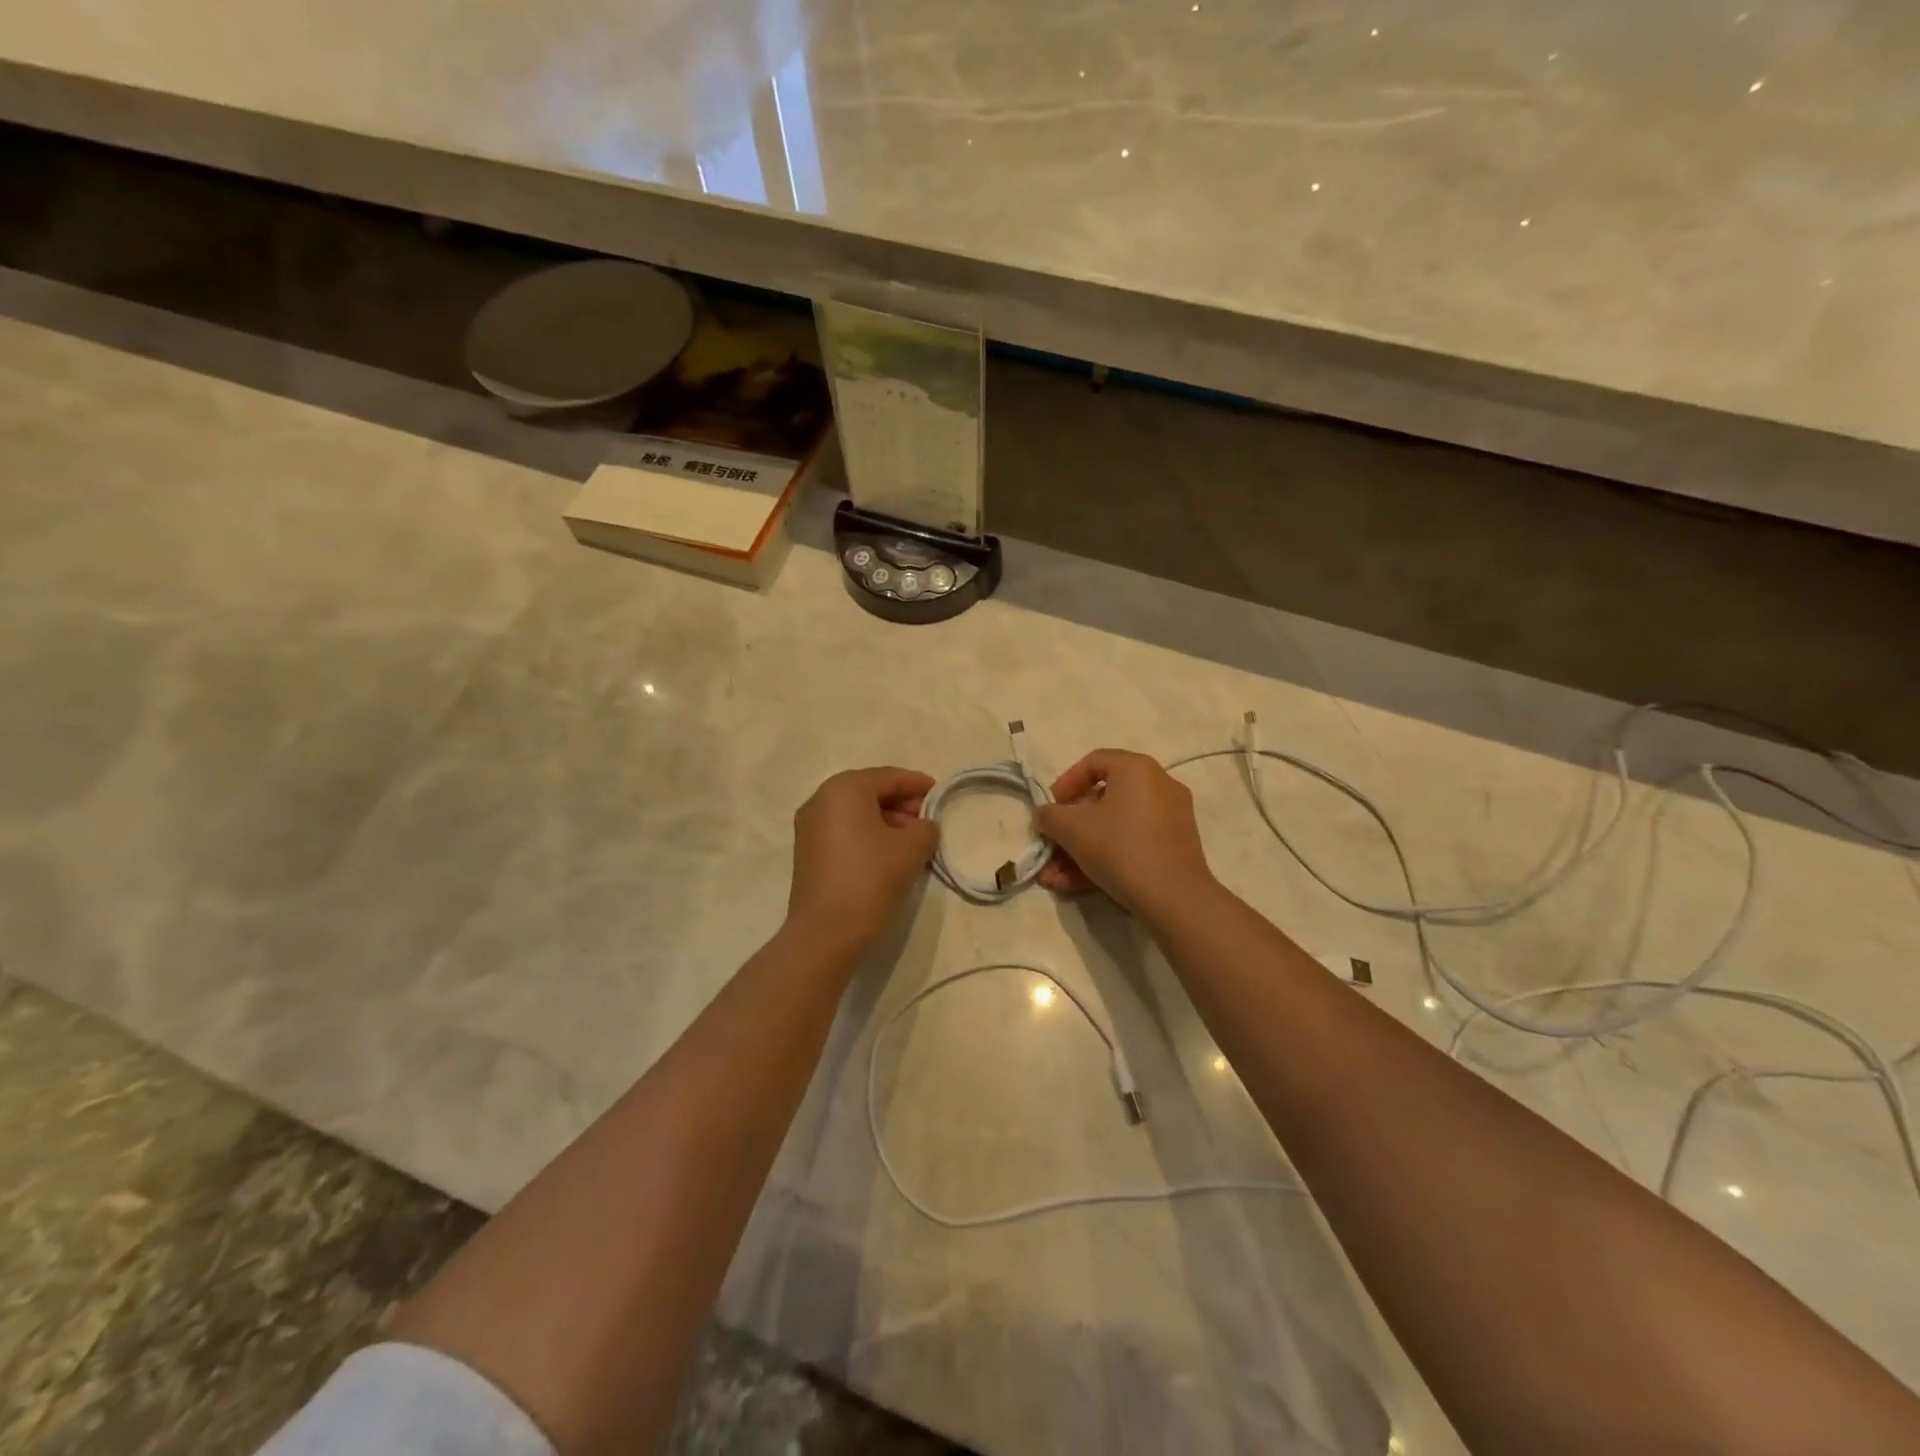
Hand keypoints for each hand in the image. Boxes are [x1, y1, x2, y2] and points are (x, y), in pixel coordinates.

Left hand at [786, 767, 939, 952]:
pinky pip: (844, 830)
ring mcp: (809, 826)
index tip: (939, 794)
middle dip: (901, 803)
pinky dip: (867, 834)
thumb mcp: (911, 849)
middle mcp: (821, 799)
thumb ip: (925, 829)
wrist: (826, 932)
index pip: (889, 777)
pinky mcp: (807, 851)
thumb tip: (924, 826)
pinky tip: (888, 854)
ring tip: (912, 841)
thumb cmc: (871, 878)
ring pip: (856, 812)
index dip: (917, 785)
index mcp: (845, 789)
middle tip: (927, 820)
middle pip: (869, 792)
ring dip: (885, 820)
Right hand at [1035, 750, 1214, 917]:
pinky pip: (1131, 844)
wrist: (1173, 897)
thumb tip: (1047, 815)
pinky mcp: (1174, 848)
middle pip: (1102, 801)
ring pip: (1114, 828)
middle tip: (1050, 849)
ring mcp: (1170, 818)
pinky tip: (1076, 886)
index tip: (1051, 808)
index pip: (1094, 761)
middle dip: (1069, 830)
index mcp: (1137, 769)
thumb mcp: (1071, 828)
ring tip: (1055, 879)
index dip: (1065, 783)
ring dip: (1080, 851)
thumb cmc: (1119, 847)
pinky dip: (1105, 859)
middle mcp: (1159, 786)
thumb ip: (1049, 815)